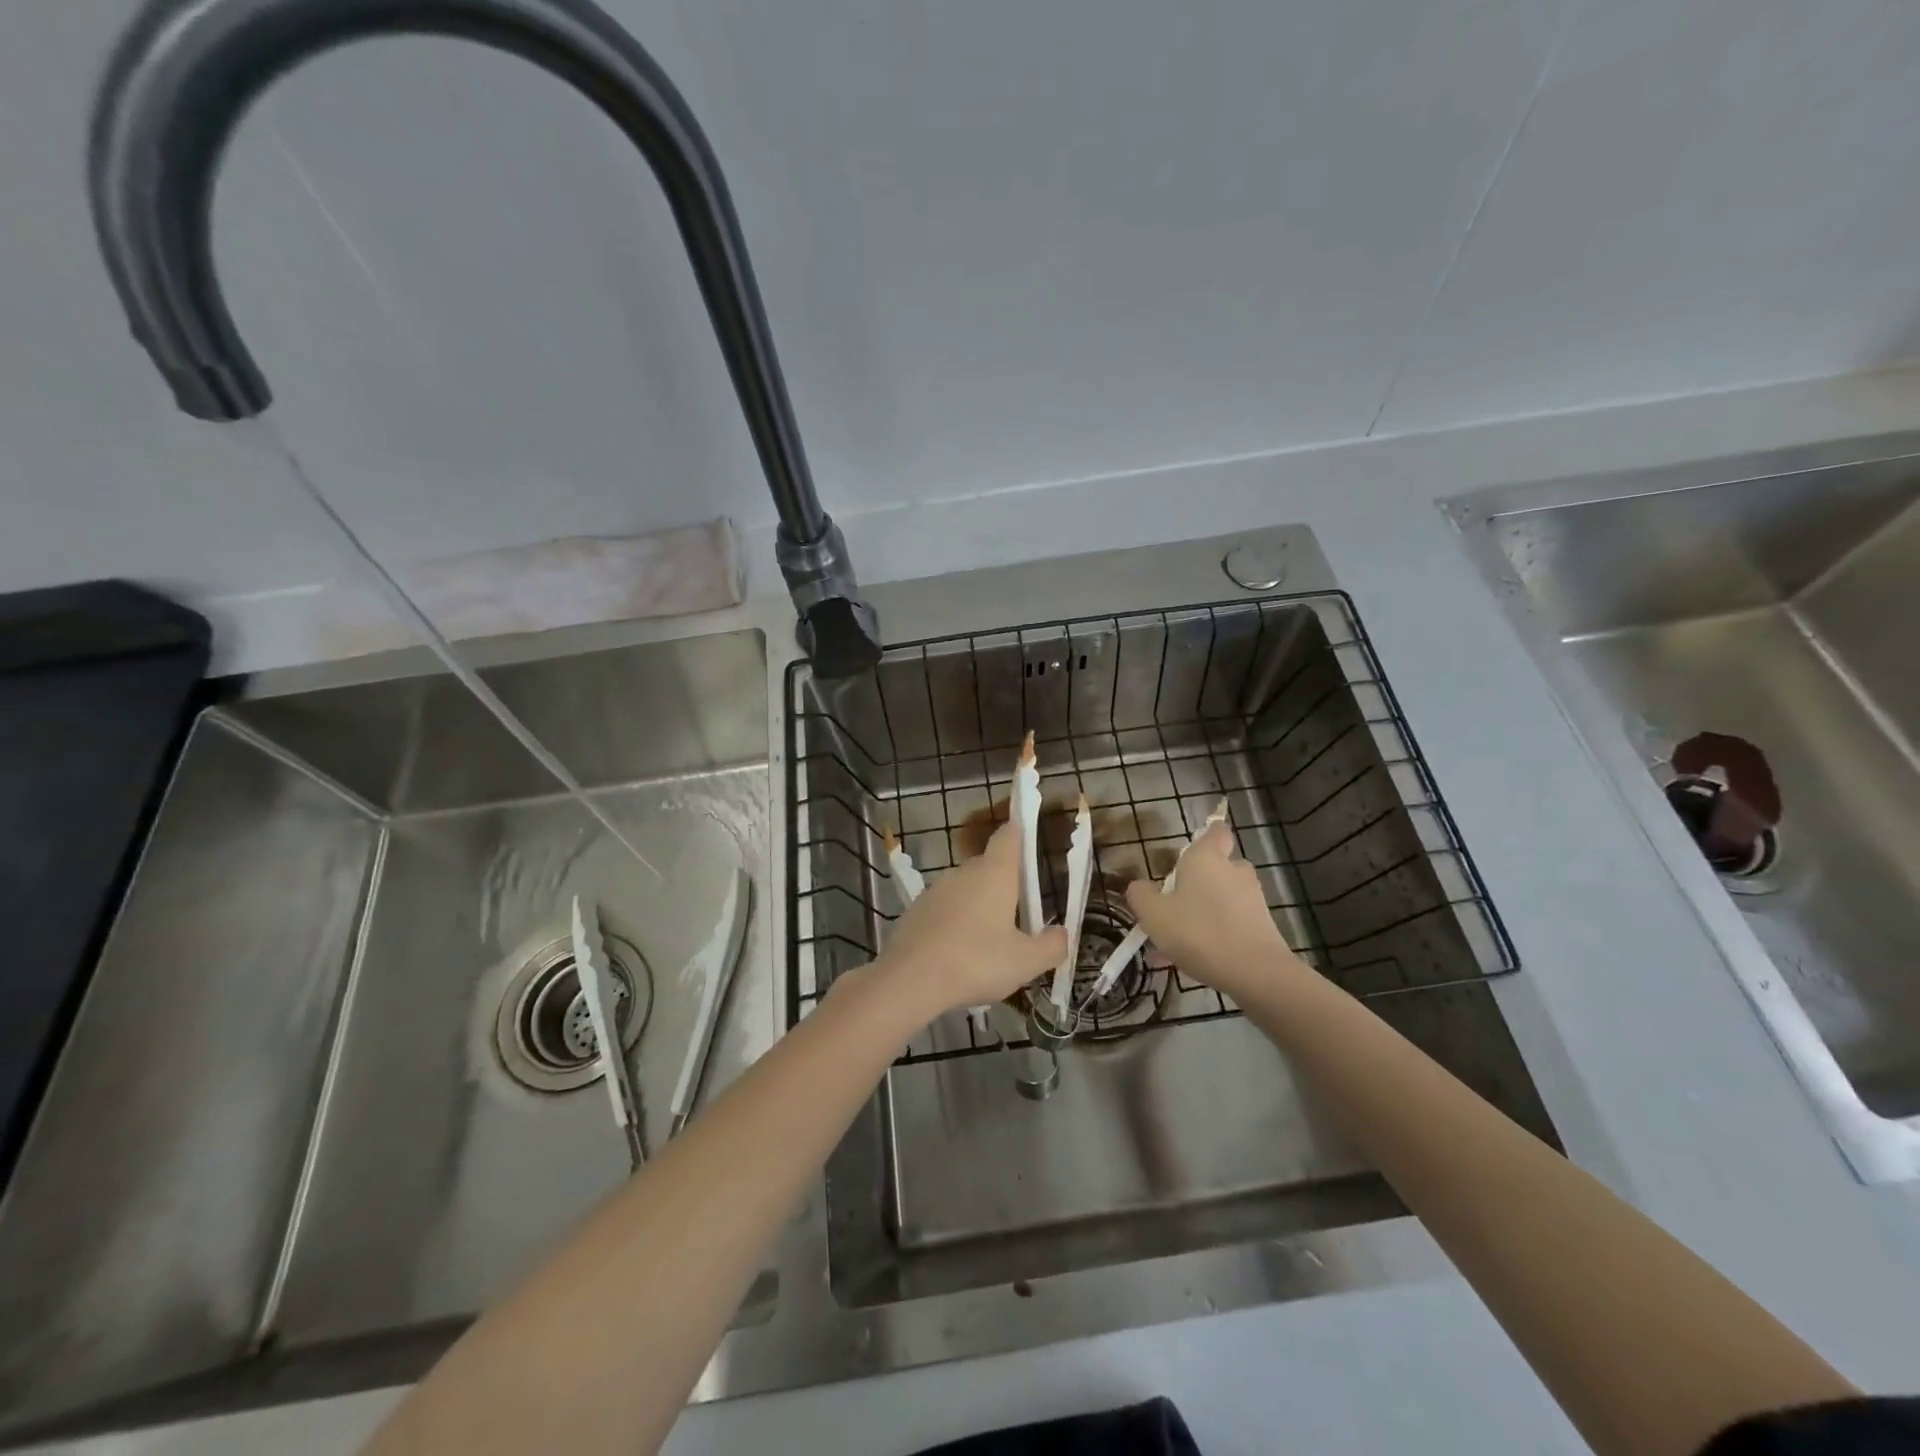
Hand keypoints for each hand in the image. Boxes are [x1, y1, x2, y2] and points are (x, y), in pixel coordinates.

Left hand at [874, 821, 1066, 1021]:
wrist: (909, 980)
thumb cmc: (976, 962)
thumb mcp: (1025, 962)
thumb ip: (1051, 946)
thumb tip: (1062, 933)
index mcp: (995, 874)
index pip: (1008, 836)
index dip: (1019, 832)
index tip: (1027, 835)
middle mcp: (963, 872)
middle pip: (988, 866)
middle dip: (1004, 883)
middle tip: (1019, 915)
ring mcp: (935, 890)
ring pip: (965, 889)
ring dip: (978, 905)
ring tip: (989, 941)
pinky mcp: (915, 910)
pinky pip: (944, 909)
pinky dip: (955, 922)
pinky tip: (959, 953)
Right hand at [1124, 819, 1307, 999]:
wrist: (1256, 974)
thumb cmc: (1199, 932)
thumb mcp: (1153, 914)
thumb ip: (1141, 895)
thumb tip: (1140, 887)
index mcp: (1207, 857)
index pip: (1216, 830)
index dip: (1206, 836)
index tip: (1188, 853)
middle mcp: (1234, 871)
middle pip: (1216, 868)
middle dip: (1196, 884)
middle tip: (1172, 907)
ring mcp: (1253, 899)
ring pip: (1221, 900)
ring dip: (1201, 915)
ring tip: (1175, 946)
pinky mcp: (1263, 926)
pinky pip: (1231, 924)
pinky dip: (1215, 935)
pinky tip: (1194, 962)